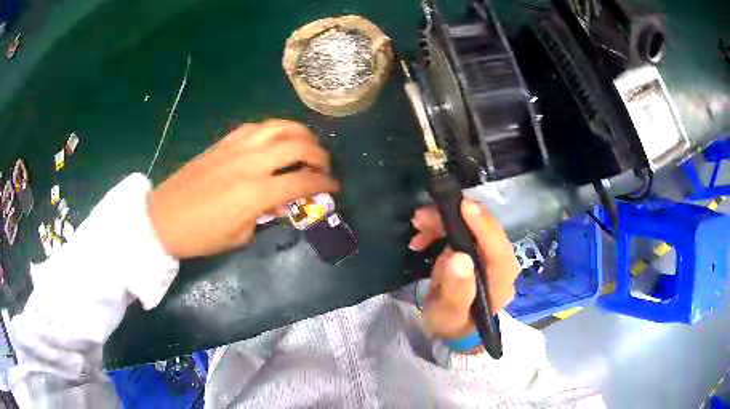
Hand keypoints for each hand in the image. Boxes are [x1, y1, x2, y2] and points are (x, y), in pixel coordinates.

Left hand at [148, 120, 338, 257]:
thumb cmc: (202, 235)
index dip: (325, 184)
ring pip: (280, 126)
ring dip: (301, 133)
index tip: (335, 188)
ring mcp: (237, 146)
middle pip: (298, 145)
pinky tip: (278, 140)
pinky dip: (277, 130)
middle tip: (323, 166)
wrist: (164, 217)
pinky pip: (259, 126)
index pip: (302, 182)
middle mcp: (251, 162)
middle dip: (320, 154)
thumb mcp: (240, 235)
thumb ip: (267, 215)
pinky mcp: (225, 141)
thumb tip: (283, 201)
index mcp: (255, 192)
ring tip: (307, 145)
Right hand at [409, 199, 519, 340]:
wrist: (453, 326)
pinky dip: (441, 229)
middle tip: (421, 216)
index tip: (464, 206)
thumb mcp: (449, 313)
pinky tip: (421, 238)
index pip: (498, 250)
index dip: (483, 226)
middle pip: (484, 231)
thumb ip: (457, 290)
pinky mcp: (478, 250)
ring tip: (417, 224)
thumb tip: (458, 257)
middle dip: (453, 219)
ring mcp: (490, 255)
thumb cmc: (452, 323)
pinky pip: (462, 231)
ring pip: (472, 227)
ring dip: (443, 222)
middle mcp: (501, 264)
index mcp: (500, 282)